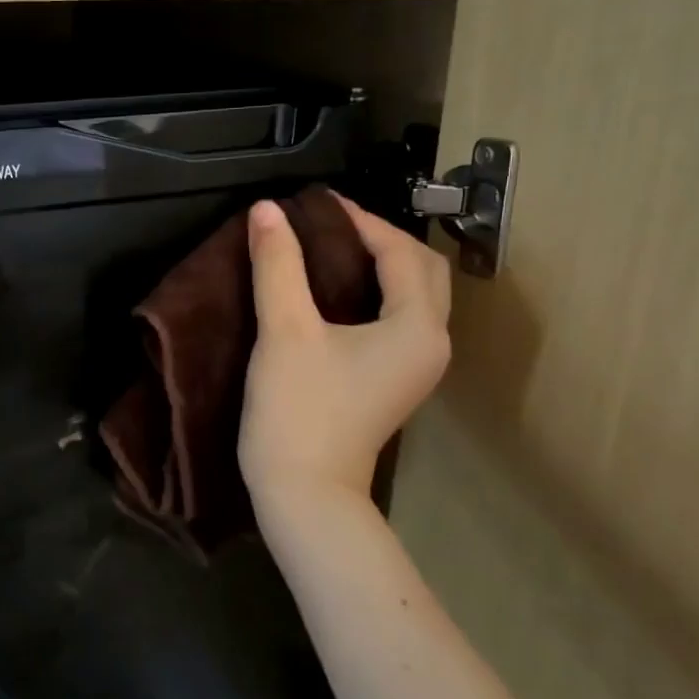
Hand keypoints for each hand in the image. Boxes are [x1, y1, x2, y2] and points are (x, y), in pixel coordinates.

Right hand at [238, 193, 450, 513]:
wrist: (305, 494)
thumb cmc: (299, 410)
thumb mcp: (285, 330)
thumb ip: (278, 265)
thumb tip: (267, 210)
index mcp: (418, 326)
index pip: (400, 251)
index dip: (359, 220)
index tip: (313, 204)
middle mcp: (431, 343)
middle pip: (421, 271)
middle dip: (380, 239)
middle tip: (328, 224)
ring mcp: (415, 367)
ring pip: (412, 296)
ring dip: (380, 265)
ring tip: (329, 247)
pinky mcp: (393, 382)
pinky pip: (397, 319)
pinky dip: (374, 293)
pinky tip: (334, 290)